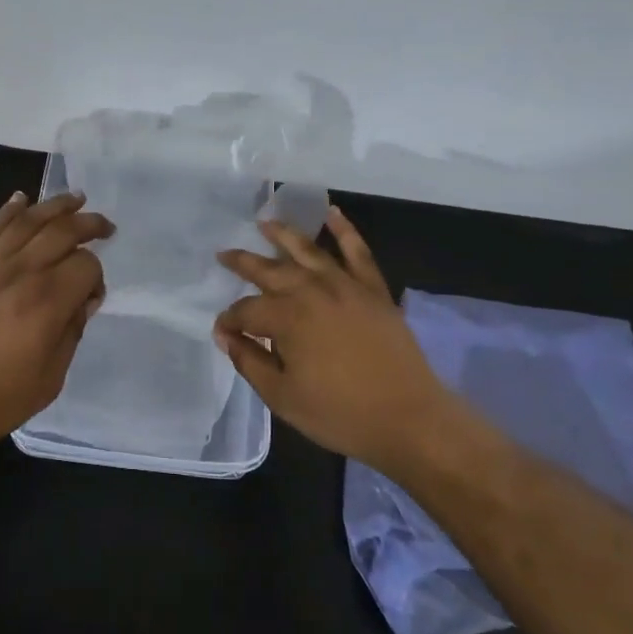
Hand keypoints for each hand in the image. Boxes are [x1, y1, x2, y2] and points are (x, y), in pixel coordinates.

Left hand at [0, 191, 111, 448]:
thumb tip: (83, 301)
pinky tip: (22, 199)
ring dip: (55, 206)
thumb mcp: (48, 381)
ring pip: (28, 221)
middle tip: (105, 226)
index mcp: (46, 303)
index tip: (92, 296)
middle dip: (89, 224)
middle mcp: (21, 273)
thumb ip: (71, 334)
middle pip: (62, 232)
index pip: (85, 266)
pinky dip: (9, 210)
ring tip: (75, 198)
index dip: (97, 276)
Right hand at [214, 206, 445, 470]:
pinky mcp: (373, 289)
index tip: (223, 332)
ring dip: (284, 234)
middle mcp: (311, 291)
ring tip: (265, 222)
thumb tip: (226, 336)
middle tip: (224, 254)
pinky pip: (357, 252)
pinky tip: (332, 214)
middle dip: (243, 262)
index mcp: (286, 318)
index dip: (230, 321)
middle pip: (269, 270)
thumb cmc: (340, 414)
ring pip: (308, 250)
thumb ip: (250, 362)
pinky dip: (344, 230)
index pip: (246, 311)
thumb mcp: (283, 397)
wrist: (409, 419)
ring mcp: (345, 285)